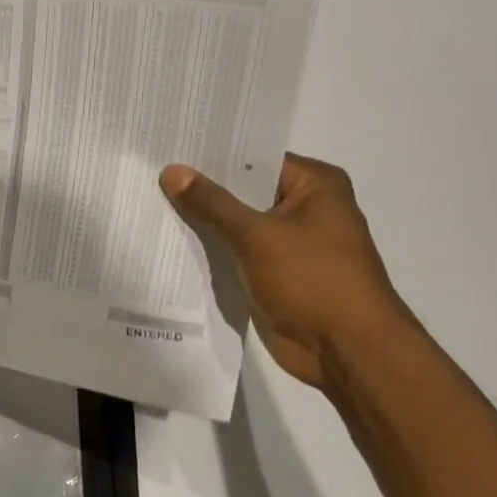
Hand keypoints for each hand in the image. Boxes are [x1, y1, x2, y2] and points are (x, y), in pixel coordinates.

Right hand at [160, 154, 413, 390]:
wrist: (344, 348)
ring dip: (204, 222)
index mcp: (316, 185)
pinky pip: (236, 252)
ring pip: (237, 224)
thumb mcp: (257, 235)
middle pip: (244, 191)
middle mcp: (305, 208)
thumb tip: (172, 171)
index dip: (214, 155)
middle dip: (203, 189)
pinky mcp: (274, 273)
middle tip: (152, 174)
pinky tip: (172, 241)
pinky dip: (211, 250)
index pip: (256, 159)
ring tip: (152, 203)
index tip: (172, 148)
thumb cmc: (312, 279)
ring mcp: (290, 243)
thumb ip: (212, 203)